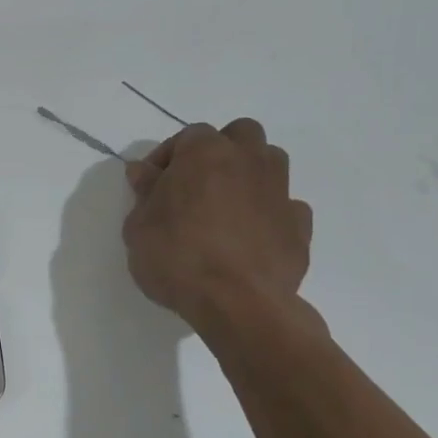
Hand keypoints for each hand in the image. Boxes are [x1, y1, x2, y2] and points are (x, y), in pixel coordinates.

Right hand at [122, 120, 315, 347]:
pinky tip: (251, 237)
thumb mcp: (137, 227)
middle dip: (220, 152)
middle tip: (196, 184)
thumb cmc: (177, 258)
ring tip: (225, 207)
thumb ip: (144, 194)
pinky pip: (285, 206)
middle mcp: (248, 160)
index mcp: (205, 153)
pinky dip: (269, 214)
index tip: (152, 185)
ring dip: (248, 175)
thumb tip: (144, 171)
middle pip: (240, 135)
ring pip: (269, 162)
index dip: (167, 158)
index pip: (187, 136)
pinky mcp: (300, 225)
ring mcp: (280, 191)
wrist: (237, 302)